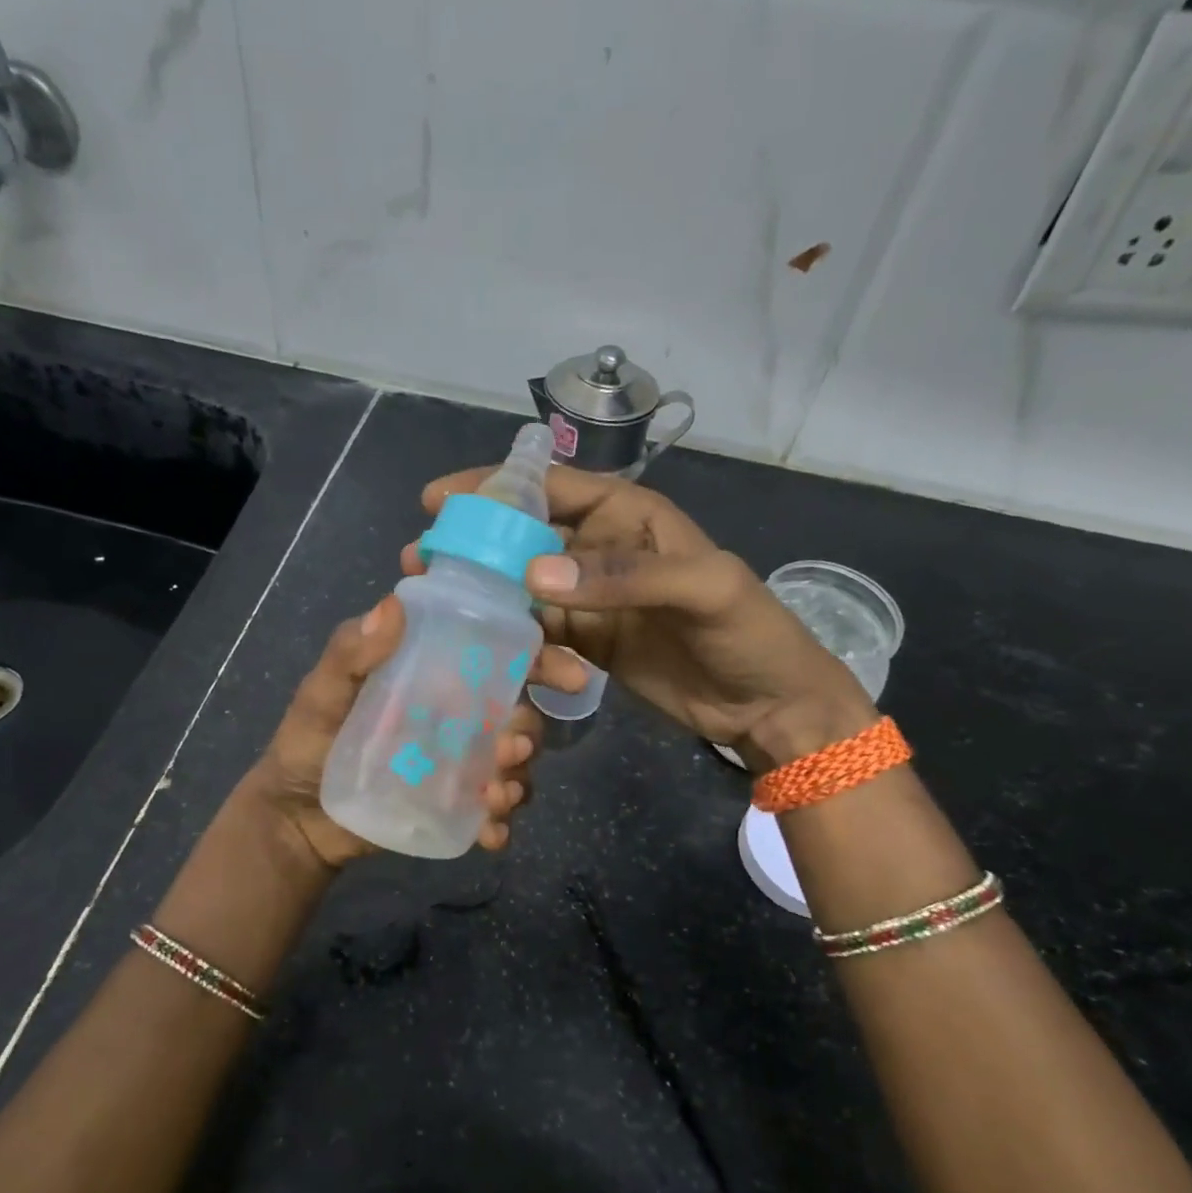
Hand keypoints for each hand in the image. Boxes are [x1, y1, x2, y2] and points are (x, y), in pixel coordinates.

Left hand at [242, 595, 546, 870]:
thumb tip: (392, 605)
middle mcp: (456, 715)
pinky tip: (491, 835)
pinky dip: (501, 821)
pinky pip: (493, 809)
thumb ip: (351, 654)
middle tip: (513, 749)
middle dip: (528, 731)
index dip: (540, 658)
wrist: (296, 819)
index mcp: (433, 675)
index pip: (496, 656)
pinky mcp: (455, 804)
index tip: (566, 674)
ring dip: (519, 778)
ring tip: (497, 796)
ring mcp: (459, 763)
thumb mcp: (321, 694)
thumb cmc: (306, 744)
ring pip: (512, 764)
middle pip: (515, 714)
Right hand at [408, 465, 875, 763]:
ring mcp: (591, 600)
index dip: (493, 488)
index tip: (437, 502)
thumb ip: (622, 576)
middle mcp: (601, 550)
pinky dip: (521, 646)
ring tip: (447, 614)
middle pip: (524, 539)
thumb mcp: (701, 589)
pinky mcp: (588, 643)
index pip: (550, 487)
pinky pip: (540, 635)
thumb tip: (531, 577)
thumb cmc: (748, 632)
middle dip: (475, 548)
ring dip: (488, 600)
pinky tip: (508, 660)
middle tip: (423, 564)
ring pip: (524, 590)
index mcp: (629, 515)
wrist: (768, 705)